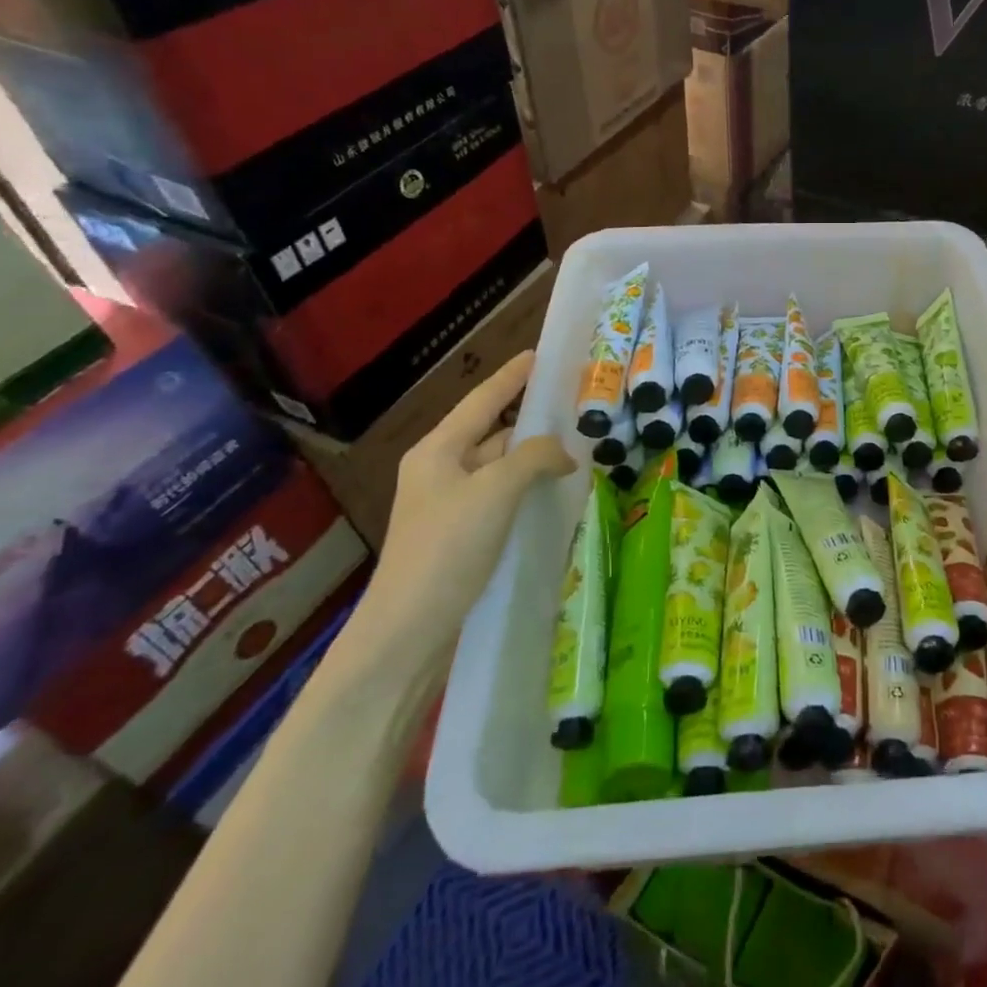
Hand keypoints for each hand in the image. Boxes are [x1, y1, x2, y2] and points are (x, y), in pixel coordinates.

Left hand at [364, 352, 574, 651]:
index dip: (512, 376)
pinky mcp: (462, 534)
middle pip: (493, 431)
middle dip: (532, 419)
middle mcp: (441, 470)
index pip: (482, 399)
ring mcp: (450, 504)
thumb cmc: (447, 548)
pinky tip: (556, 490)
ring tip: (579, 446)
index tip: (540, 355)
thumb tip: (565, 454)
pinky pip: (502, 495)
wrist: (408, 631)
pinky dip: (528, 487)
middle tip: (576, 407)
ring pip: (500, 466)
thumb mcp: (495, 491)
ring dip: (533, 457)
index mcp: (438, 450)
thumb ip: (534, 458)